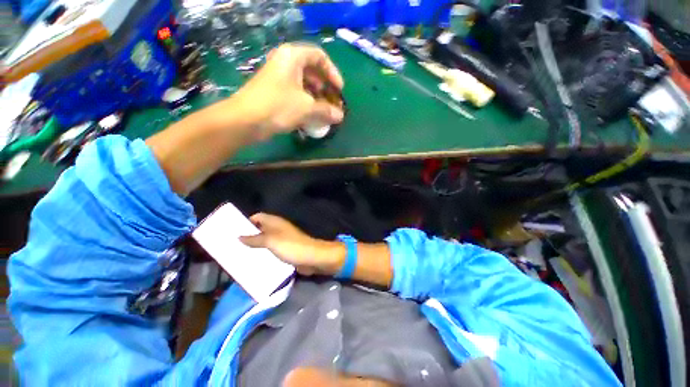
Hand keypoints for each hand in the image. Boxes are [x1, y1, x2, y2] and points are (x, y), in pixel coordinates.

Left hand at [232, 43, 344, 139]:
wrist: (245, 121)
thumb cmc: (278, 106)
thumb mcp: (307, 108)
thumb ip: (326, 111)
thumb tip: (340, 116)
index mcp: (292, 57)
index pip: (319, 56)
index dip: (332, 72)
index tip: (339, 90)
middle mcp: (285, 63)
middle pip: (311, 70)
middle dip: (325, 87)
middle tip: (332, 102)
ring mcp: (278, 78)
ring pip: (303, 84)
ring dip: (316, 97)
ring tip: (324, 112)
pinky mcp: (274, 93)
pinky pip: (295, 94)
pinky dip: (306, 103)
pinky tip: (312, 116)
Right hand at [239, 213, 344, 275]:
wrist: (311, 258)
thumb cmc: (291, 246)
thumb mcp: (271, 241)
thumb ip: (255, 239)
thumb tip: (239, 236)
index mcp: (275, 222)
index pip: (257, 216)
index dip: (246, 221)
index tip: (232, 231)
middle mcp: (278, 229)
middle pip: (260, 229)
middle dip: (247, 236)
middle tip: (231, 246)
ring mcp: (282, 240)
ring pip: (264, 241)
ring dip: (254, 246)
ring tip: (238, 255)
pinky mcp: (285, 250)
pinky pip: (270, 250)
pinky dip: (262, 254)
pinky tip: (252, 262)